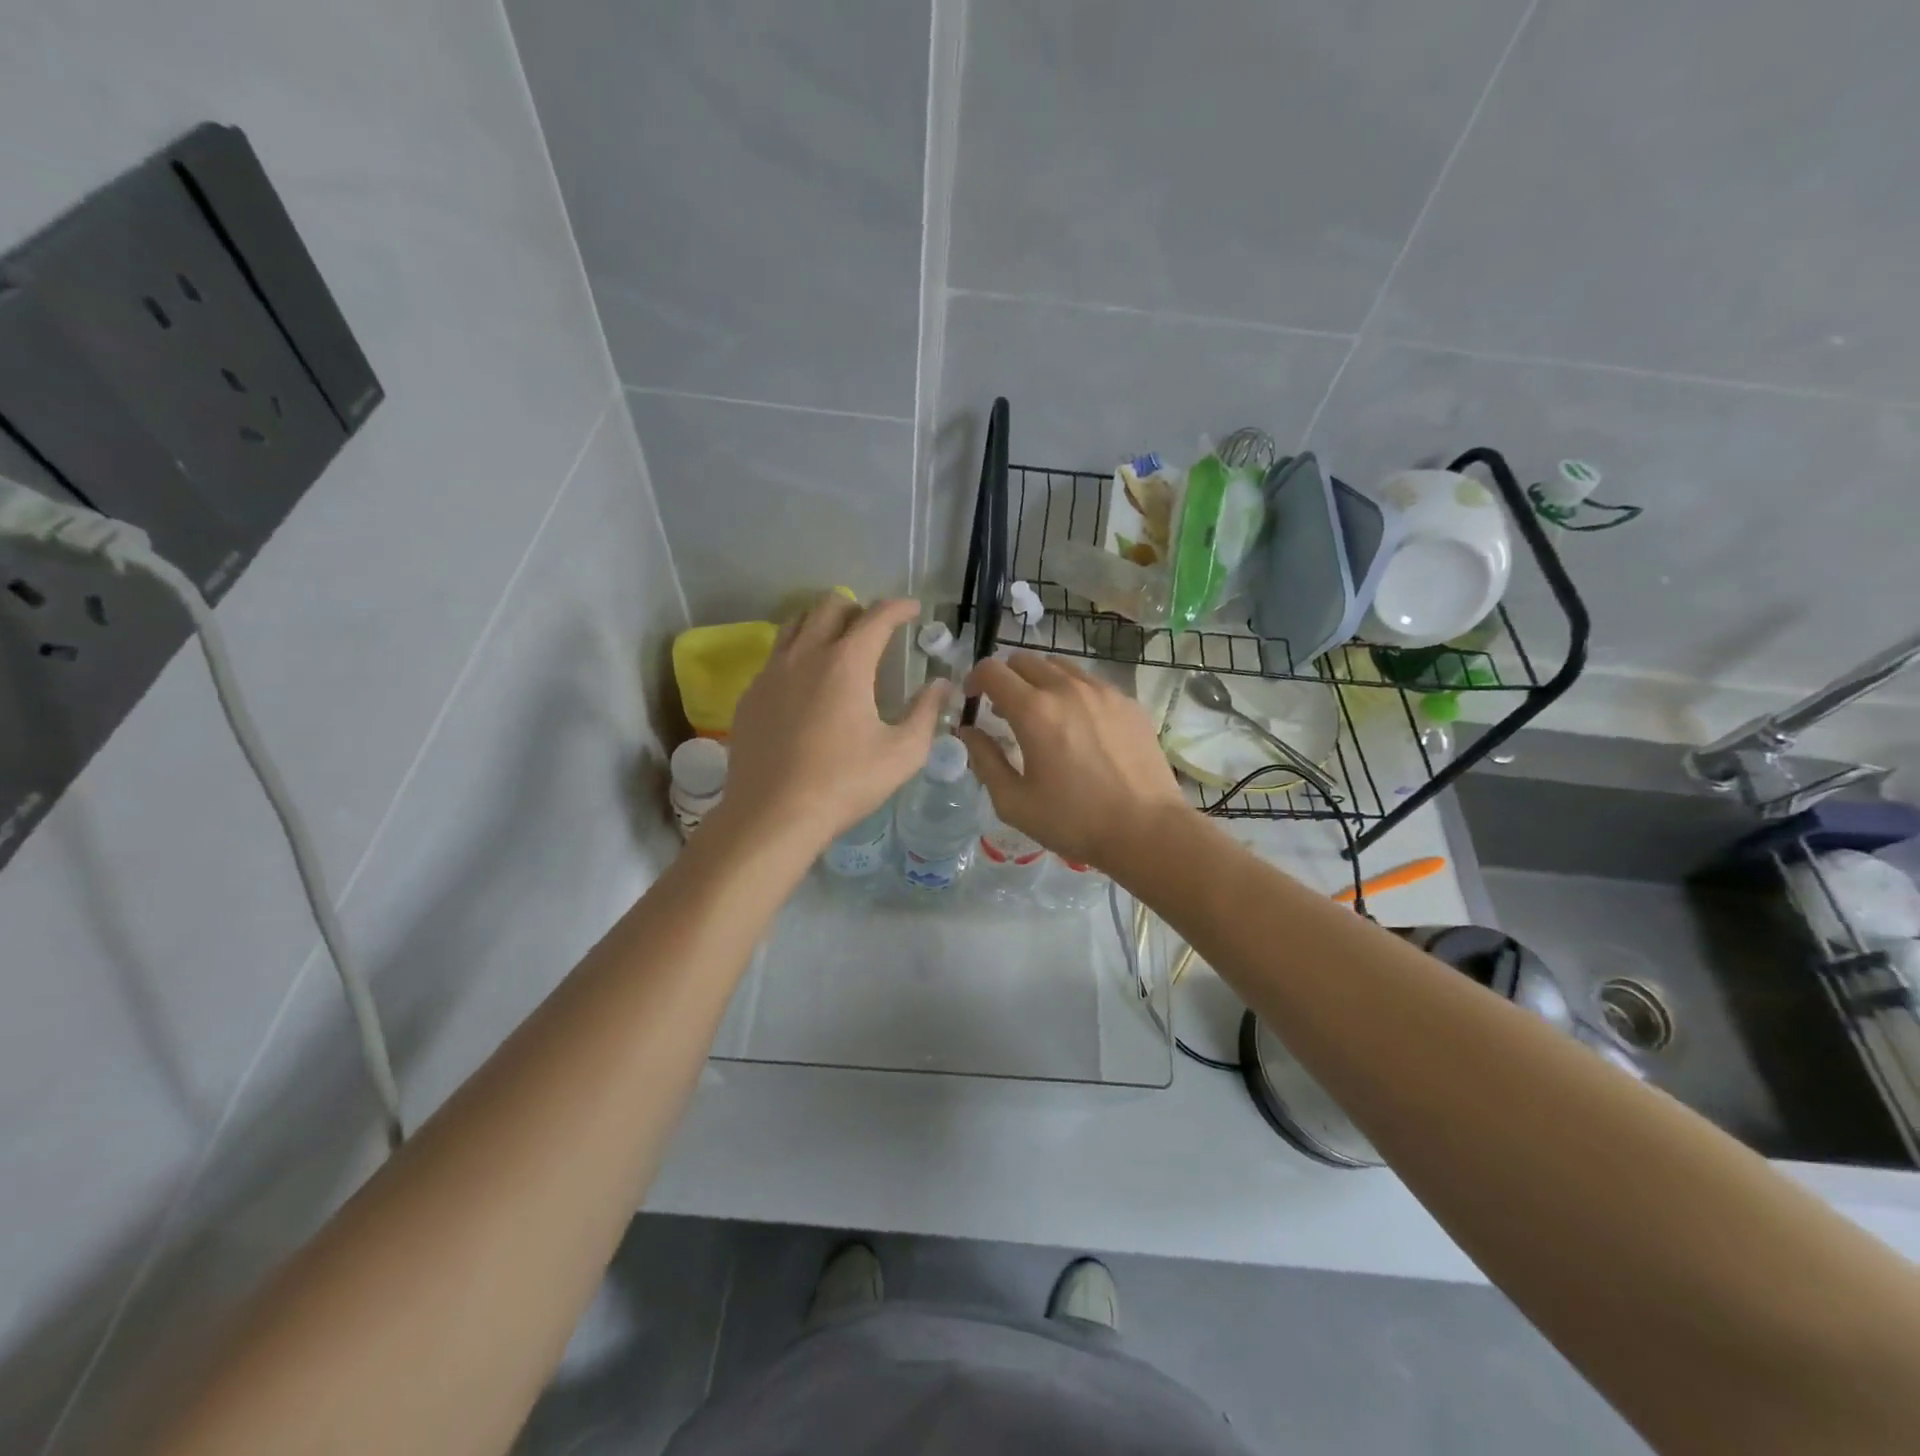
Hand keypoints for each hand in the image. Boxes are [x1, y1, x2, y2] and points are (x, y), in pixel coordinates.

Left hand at [720, 596, 944, 851]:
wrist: (773, 815)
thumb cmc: (845, 783)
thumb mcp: (902, 753)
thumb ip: (926, 712)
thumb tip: (941, 685)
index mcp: (846, 663)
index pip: (876, 616)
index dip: (899, 607)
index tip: (913, 610)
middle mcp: (805, 655)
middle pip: (829, 606)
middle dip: (857, 607)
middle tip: (874, 629)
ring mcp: (771, 673)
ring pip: (795, 624)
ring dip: (821, 623)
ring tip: (838, 645)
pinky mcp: (750, 696)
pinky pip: (775, 657)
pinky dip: (797, 654)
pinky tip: (806, 684)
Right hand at [957, 653, 1188, 871]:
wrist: (1146, 829)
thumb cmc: (1073, 820)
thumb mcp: (1014, 801)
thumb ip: (984, 760)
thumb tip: (968, 731)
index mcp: (1034, 711)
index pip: (992, 670)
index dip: (974, 680)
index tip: (973, 700)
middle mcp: (1067, 688)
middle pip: (1024, 660)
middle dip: (1006, 678)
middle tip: (1005, 711)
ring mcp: (1102, 691)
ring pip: (1060, 666)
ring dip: (1040, 681)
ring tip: (1043, 715)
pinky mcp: (1128, 702)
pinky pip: (1090, 682)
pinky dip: (1072, 692)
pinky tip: (1079, 726)